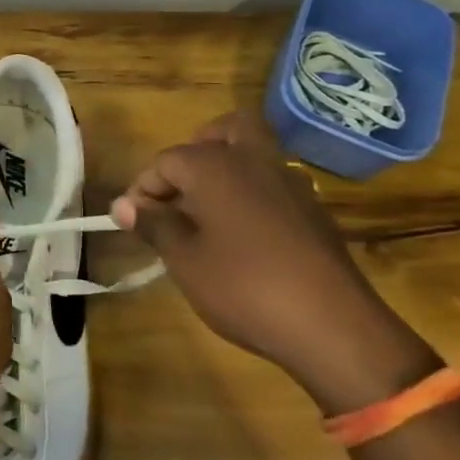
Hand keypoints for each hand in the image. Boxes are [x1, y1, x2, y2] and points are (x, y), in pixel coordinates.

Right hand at [111, 111, 435, 412]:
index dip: (144, 189)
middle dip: (196, 151)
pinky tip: (241, 236)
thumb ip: (153, 225)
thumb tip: (123, 205)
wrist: (336, 329)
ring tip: (205, 215)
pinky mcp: (314, 212)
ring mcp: (291, 184)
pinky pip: (273, 184)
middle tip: (179, 190)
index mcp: (215, 166)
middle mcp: (253, 161)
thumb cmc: (244, 287)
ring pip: (253, 154)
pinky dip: (251, 194)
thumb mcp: (184, 260)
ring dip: (225, 171)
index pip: (166, 161)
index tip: (133, 221)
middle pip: (224, 130)